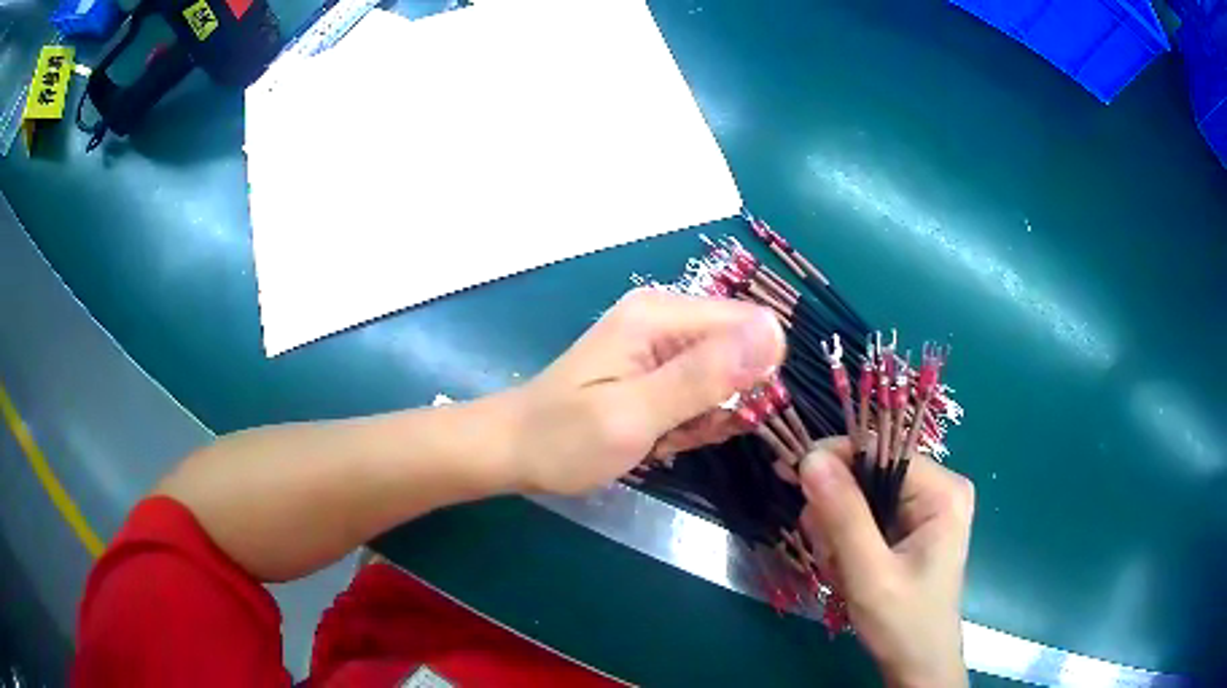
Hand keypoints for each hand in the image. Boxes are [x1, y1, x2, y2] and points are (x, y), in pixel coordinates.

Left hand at [505, 287, 784, 494]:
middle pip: (740, 351)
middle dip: (724, 402)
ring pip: (724, 377)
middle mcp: (666, 316)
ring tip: (661, 436)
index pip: (752, 325)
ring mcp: (660, 342)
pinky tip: (658, 437)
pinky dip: (689, 421)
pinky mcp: (656, 366)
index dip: (751, 376)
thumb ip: (703, 376)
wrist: (514, 451)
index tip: (717, 416)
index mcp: (662, 314)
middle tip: (678, 431)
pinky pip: (701, 391)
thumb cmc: (565, 438)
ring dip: (705, 417)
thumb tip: (775, 334)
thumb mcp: (634, 415)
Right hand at [799, 437, 973, 687]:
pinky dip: (846, 541)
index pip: (880, 450)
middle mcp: (939, 489)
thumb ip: (842, 516)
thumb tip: (809, 458)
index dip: (833, 459)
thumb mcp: (868, 573)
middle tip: (827, 553)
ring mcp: (926, 508)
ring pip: (862, 497)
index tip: (788, 476)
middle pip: (869, 474)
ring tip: (841, 570)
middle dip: (837, 512)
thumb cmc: (902, 623)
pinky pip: (867, 516)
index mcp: (943, 491)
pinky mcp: (912, 527)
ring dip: (838, 532)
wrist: (918, 664)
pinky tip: (847, 569)